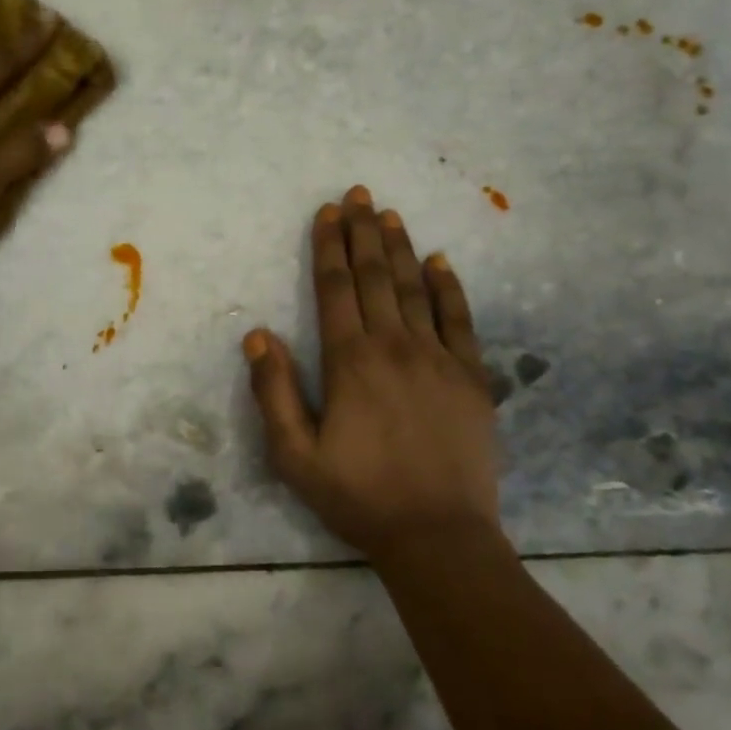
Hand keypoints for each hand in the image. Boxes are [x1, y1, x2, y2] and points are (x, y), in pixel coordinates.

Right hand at [245, 186, 504, 564]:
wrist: (437, 535)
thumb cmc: (358, 496)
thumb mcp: (294, 456)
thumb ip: (273, 391)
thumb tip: (258, 334)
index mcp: (349, 362)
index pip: (336, 290)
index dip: (329, 247)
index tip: (327, 212)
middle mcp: (394, 347)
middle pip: (375, 277)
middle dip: (363, 233)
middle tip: (358, 194)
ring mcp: (439, 358)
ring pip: (415, 289)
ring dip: (400, 248)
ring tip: (389, 214)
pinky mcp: (472, 376)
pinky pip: (460, 319)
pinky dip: (448, 287)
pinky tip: (440, 261)